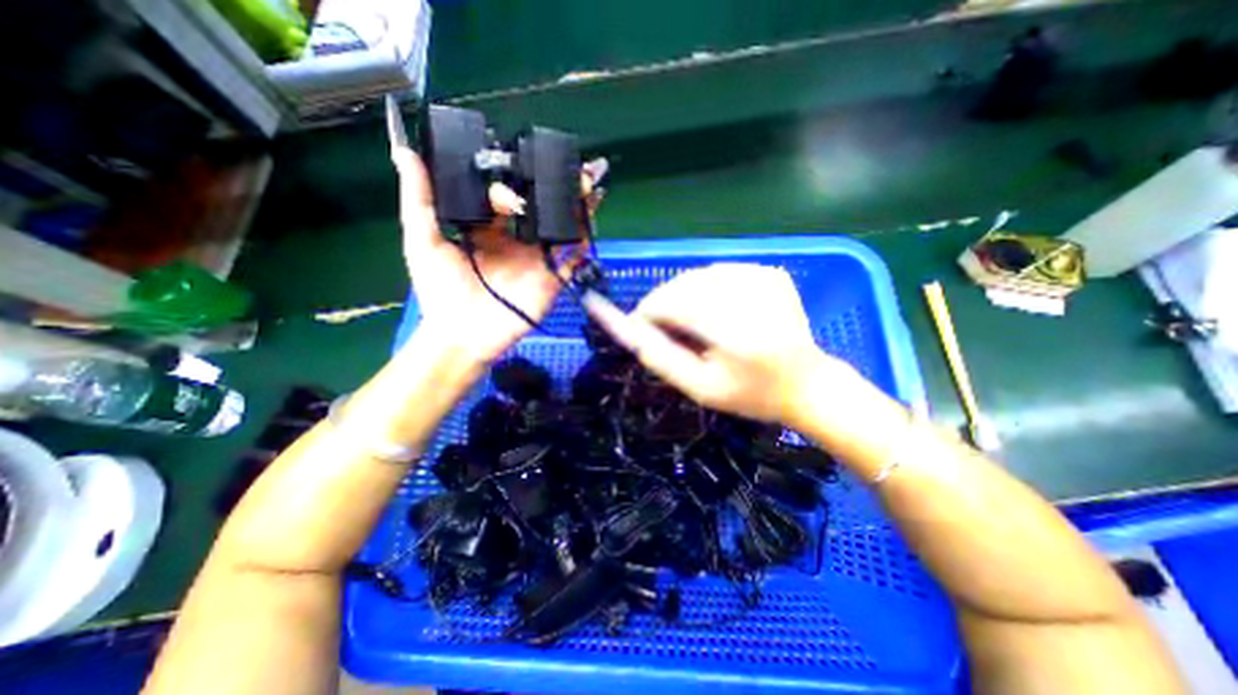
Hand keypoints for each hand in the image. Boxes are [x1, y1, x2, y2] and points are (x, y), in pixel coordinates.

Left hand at [387, 148, 596, 362]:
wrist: (462, 336)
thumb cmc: (440, 290)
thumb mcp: (423, 242)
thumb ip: (419, 200)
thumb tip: (404, 150)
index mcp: (489, 230)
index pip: (505, 196)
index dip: (507, 185)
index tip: (506, 192)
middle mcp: (517, 241)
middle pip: (541, 209)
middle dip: (557, 187)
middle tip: (571, 165)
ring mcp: (537, 261)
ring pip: (561, 229)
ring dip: (576, 208)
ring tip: (589, 184)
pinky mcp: (551, 280)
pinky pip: (571, 261)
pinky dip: (582, 244)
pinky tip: (590, 224)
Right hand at [584, 261, 841, 419]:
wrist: (808, 384)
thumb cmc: (751, 395)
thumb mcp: (700, 388)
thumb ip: (661, 357)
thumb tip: (629, 326)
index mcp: (736, 332)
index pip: (672, 303)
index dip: (648, 312)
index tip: (639, 327)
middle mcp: (750, 296)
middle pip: (682, 284)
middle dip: (663, 303)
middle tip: (663, 327)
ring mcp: (763, 277)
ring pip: (697, 274)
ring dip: (682, 294)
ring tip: (689, 322)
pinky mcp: (770, 272)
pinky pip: (719, 272)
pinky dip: (706, 287)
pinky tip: (715, 310)